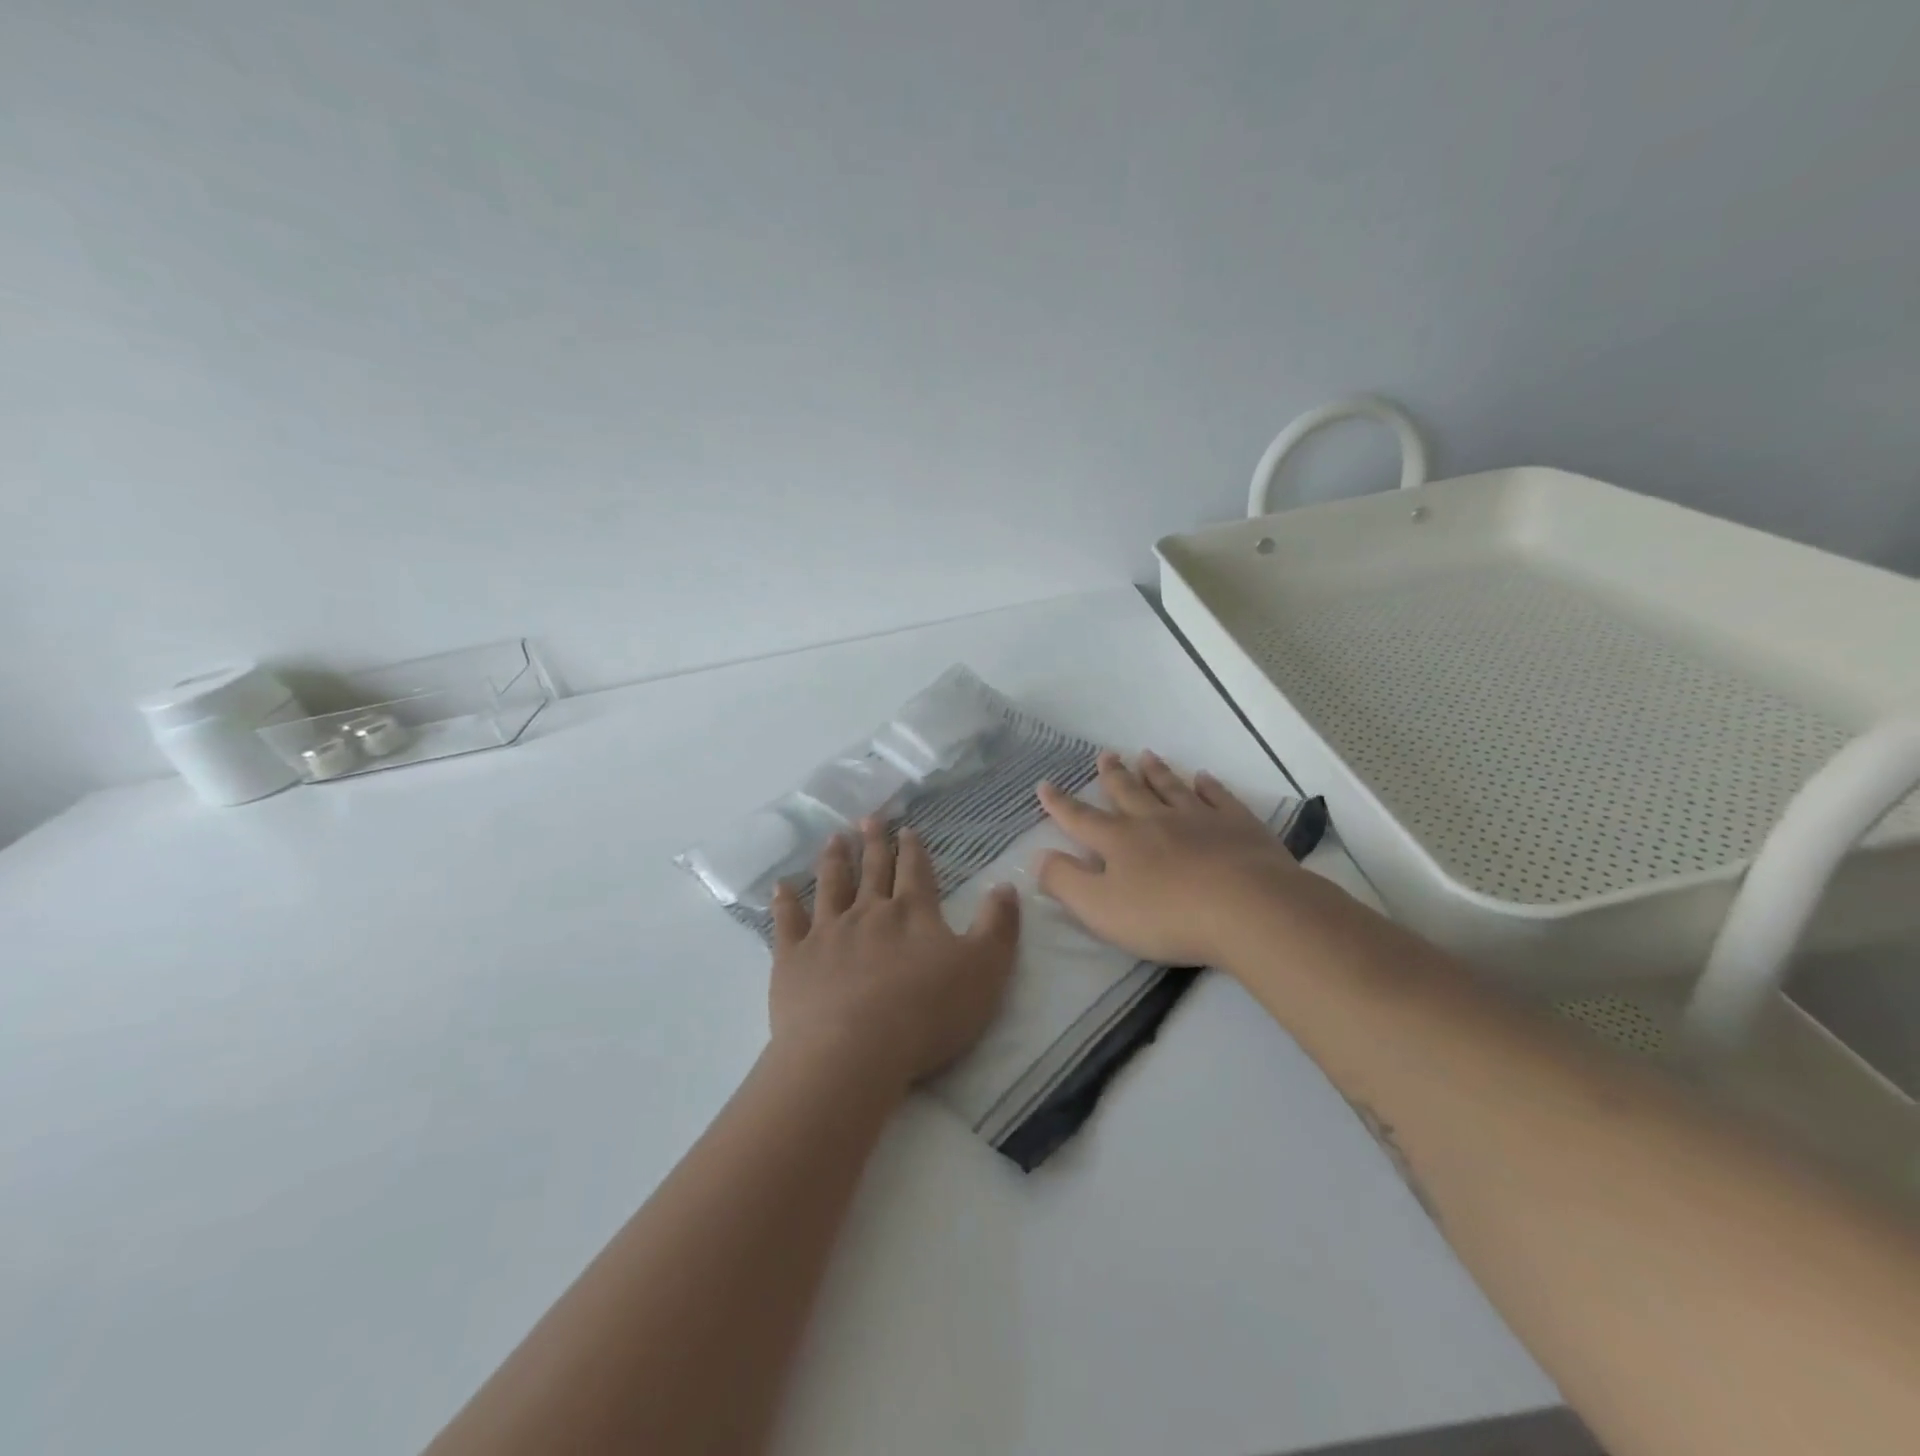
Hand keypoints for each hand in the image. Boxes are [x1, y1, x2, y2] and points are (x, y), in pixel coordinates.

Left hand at [770, 816, 1021, 1091]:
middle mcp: (868, 912)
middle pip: (873, 870)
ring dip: (834, 861)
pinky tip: (781, 887)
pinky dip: (784, 902)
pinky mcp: (793, 958)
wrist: (852, 1051)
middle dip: (874, 843)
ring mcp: (827, 932)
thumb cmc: (926, 1013)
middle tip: (869, 818)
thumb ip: (997, 926)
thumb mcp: (984, 970)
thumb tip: (1006, 885)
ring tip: (834, 838)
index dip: (913, 849)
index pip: (915, 871)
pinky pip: (787, 922)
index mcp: (912, 913)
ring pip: (831, 886)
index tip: (907, 829)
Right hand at [1035, 750, 1305, 965]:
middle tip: (1105, 755)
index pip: (1081, 819)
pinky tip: (1204, 778)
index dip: (1060, 804)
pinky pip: (1218, 797)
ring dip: (1156, 772)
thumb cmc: (1166, 915)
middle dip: (1113, 775)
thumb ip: (1065, 881)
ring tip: (1146, 755)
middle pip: (1128, 793)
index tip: (1045, 785)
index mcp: (1119, 841)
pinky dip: (1208, 785)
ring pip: (1171, 788)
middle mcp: (1155, 820)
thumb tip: (1038, 857)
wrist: (1247, 908)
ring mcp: (1199, 818)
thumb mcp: (1100, 908)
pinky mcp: (1238, 826)